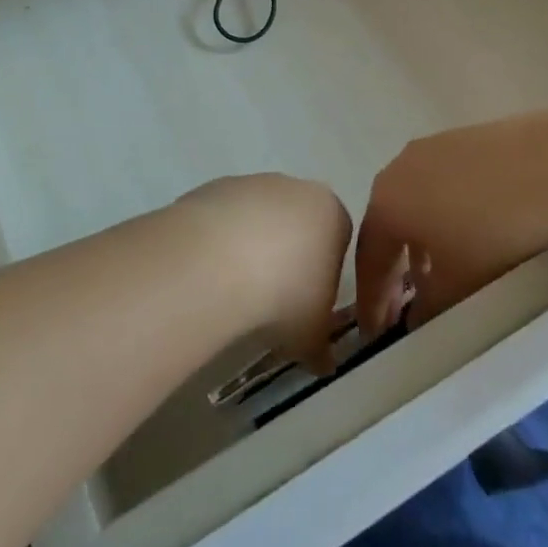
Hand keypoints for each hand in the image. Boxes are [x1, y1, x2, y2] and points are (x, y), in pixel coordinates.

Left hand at [179, 174, 351, 373]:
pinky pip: (223, 219)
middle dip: (287, 257)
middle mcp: (295, 188)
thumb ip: (322, 347)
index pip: (338, 240)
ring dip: (250, 249)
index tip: (307, 305)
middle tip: (271, 300)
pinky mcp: (214, 187)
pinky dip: (219, 243)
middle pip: (297, 223)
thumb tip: (323, 362)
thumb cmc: (284, 295)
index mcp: (332, 213)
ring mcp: (252, 183)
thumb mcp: (312, 335)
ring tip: (234, 291)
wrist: (218, 262)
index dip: (323, 275)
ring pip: (257, 219)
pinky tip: (209, 273)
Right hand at [356, 102, 547, 333]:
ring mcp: (432, 146)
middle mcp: (399, 167)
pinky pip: (442, 184)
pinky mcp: (465, 137)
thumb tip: (417, 320)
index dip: (371, 299)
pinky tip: (471, 233)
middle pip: (388, 225)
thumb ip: (429, 309)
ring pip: (416, 202)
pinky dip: (446, 214)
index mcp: (386, 201)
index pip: (368, 257)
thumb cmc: (494, 230)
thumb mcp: (459, 285)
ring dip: (421, 240)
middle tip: (405, 304)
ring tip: (441, 271)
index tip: (375, 332)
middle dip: (395, 267)